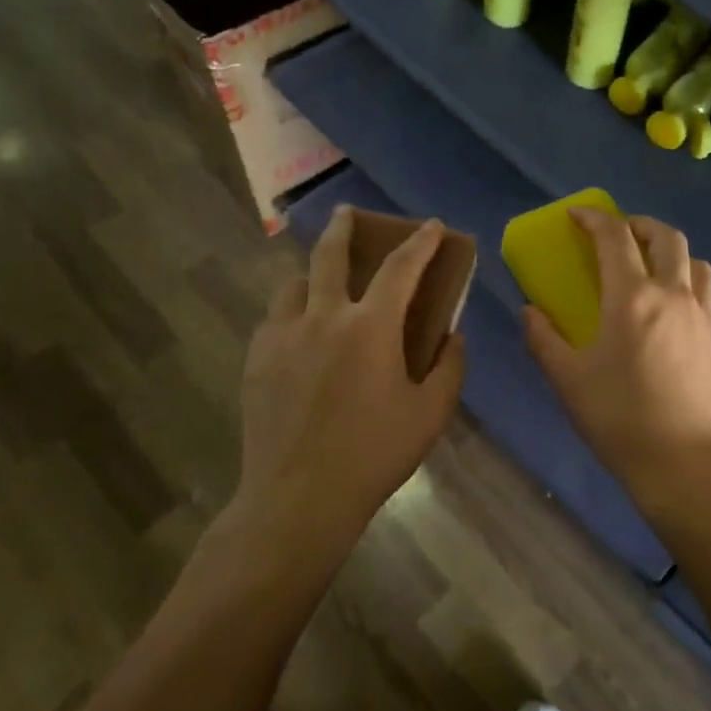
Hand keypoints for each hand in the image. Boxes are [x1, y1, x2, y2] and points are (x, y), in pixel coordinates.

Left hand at [234, 206, 466, 546]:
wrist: (298, 498)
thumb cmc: (374, 454)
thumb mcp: (430, 414)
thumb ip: (450, 367)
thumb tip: (453, 336)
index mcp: (370, 327)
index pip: (401, 267)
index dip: (420, 242)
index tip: (430, 225)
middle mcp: (323, 317)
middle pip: (330, 254)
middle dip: (343, 227)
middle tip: (347, 213)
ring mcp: (283, 336)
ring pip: (294, 283)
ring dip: (313, 274)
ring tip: (321, 284)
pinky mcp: (257, 359)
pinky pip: (275, 317)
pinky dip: (293, 310)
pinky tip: (300, 332)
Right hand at [522, 209, 710, 507]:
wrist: (685, 463)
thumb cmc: (619, 418)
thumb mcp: (568, 380)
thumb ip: (543, 339)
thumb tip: (529, 311)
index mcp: (632, 298)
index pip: (614, 237)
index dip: (594, 218)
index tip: (577, 215)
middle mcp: (674, 295)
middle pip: (665, 237)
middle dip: (639, 225)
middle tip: (620, 233)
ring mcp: (705, 316)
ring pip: (697, 263)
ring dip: (673, 253)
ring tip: (655, 268)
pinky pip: (710, 298)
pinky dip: (692, 289)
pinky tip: (679, 312)